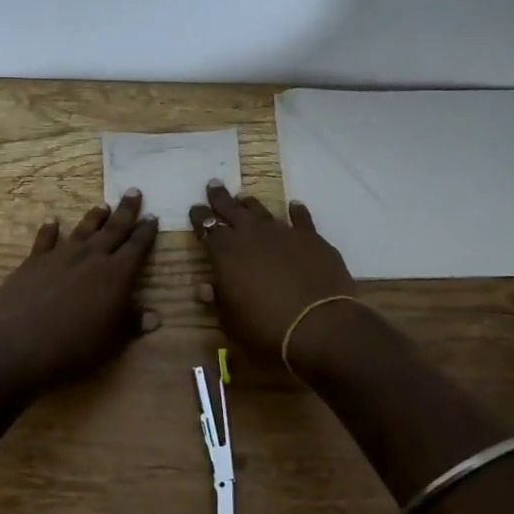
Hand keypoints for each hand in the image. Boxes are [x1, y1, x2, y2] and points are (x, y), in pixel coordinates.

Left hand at [0, 190, 160, 388]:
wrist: (17, 343)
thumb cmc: (72, 346)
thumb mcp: (110, 341)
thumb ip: (131, 324)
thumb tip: (155, 317)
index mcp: (116, 275)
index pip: (136, 247)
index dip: (146, 232)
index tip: (153, 216)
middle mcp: (91, 258)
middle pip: (113, 229)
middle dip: (126, 211)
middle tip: (133, 191)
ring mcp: (60, 256)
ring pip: (82, 230)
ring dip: (94, 217)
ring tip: (103, 205)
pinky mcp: (34, 262)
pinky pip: (45, 240)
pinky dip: (50, 229)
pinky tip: (52, 220)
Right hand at [190, 182, 357, 364]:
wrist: (319, 325)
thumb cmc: (266, 328)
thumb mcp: (231, 321)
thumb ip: (218, 300)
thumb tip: (204, 288)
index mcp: (225, 253)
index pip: (207, 227)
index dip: (199, 217)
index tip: (194, 208)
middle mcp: (252, 235)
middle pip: (232, 210)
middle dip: (220, 198)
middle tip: (213, 185)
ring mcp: (283, 234)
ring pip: (262, 211)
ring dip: (251, 204)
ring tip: (244, 197)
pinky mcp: (312, 239)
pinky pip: (301, 219)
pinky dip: (296, 211)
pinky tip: (294, 205)